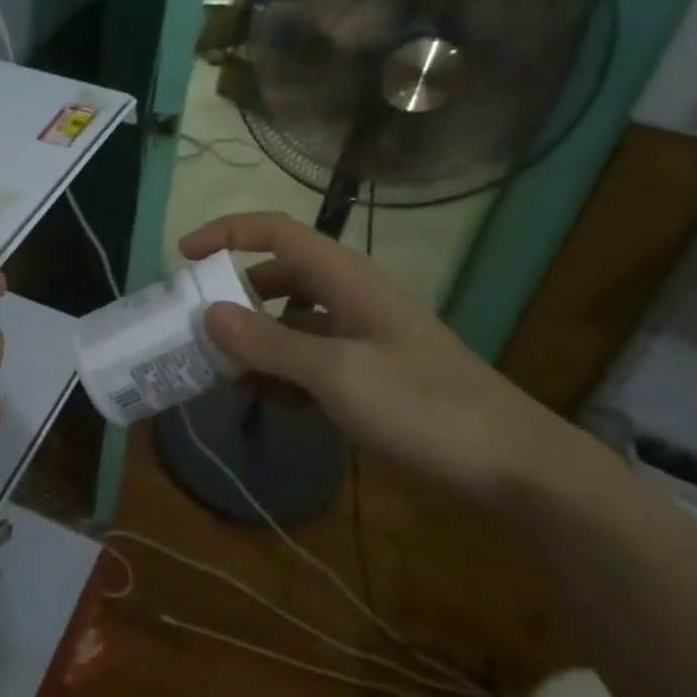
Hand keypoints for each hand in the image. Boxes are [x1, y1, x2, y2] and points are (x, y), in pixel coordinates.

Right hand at [180, 211, 582, 502]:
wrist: (513, 465)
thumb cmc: (422, 406)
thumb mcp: (336, 374)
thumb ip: (269, 343)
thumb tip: (209, 314)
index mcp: (346, 278)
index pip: (276, 231)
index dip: (226, 233)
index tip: (183, 256)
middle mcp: (351, 297)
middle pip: (279, 277)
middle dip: (235, 299)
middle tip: (197, 329)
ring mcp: (363, 336)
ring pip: (292, 322)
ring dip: (256, 343)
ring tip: (223, 375)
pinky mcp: (372, 373)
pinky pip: (312, 359)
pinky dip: (284, 373)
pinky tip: (269, 402)